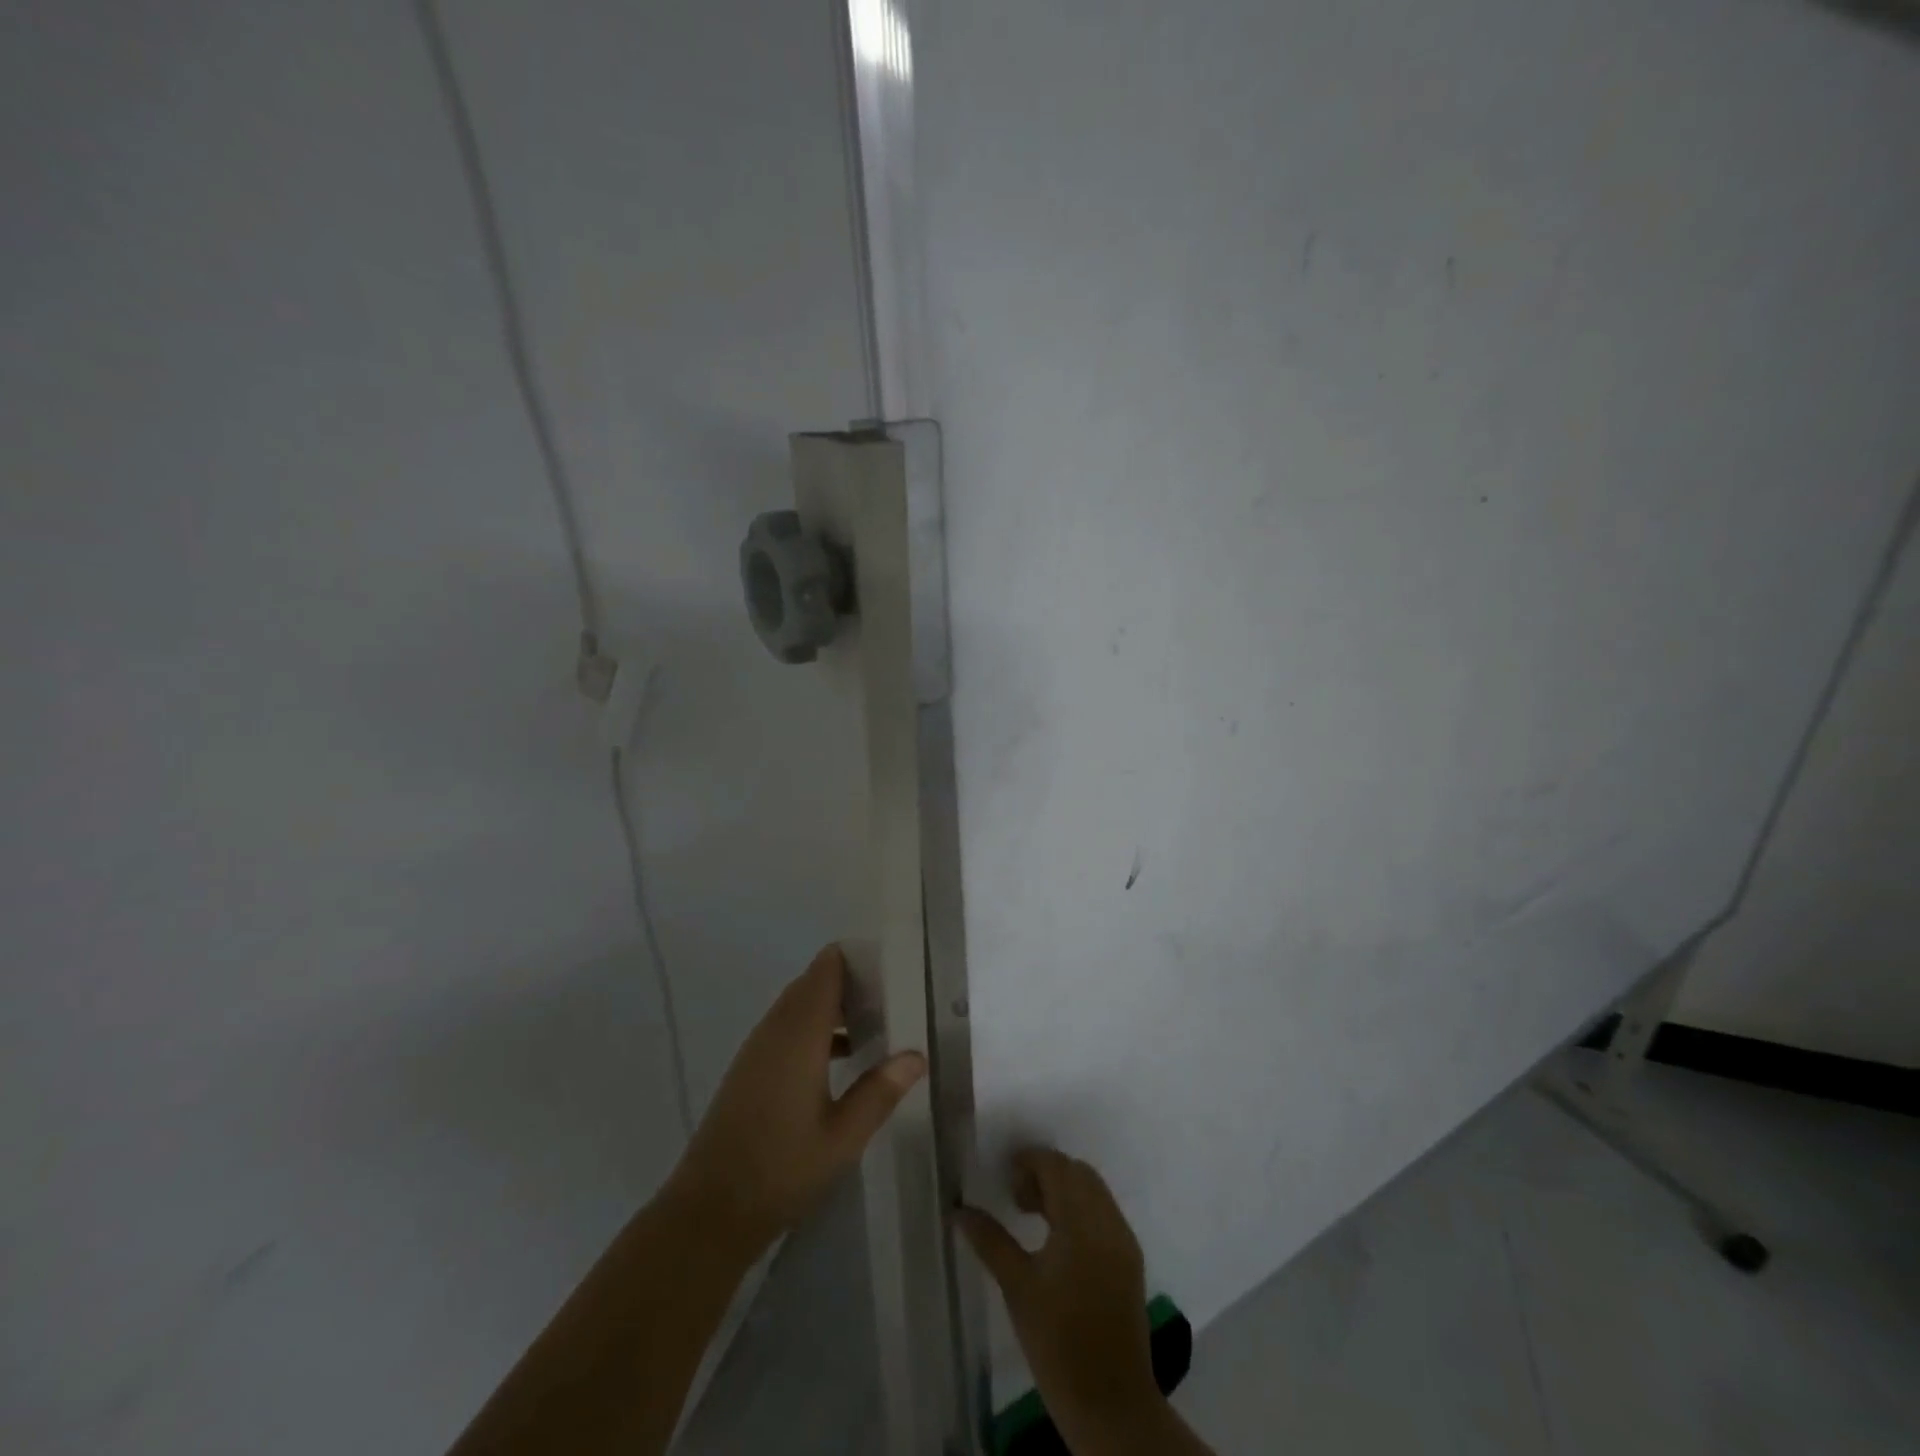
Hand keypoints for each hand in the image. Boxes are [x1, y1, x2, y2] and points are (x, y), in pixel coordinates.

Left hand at [667, 944, 925, 1258]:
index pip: (826, 968)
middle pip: (813, 983)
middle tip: (893, 995)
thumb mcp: (843, 1137)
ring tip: (876, 1023)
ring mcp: (758, 1049)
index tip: (892, 967)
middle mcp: (775, 1030)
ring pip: (799, 1005)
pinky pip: (787, 1028)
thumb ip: (880, 1091)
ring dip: (834, 1006)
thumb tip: (916, 1055)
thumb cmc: (781, 1170)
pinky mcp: (749, 1069)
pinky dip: (816, 1028)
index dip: (857, 958)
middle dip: (851, 981)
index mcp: (799, 1034)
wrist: (709, 1212)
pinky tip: (843, 1058)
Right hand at [958, 1150, 1168, 1450]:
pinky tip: (1059, 1241)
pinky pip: (1105, 1213)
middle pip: (1077, 1172)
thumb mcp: (1016, 1286)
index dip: (1028, 1162)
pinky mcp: (1130, 1259)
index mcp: (1081, 1220)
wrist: (1110, 1402)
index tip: (1004, 1178)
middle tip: (1017, 1199)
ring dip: (1065, 1191)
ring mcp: (1124, 1239)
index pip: (1056, 1165)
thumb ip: (989, 1239)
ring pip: (1094, 1191)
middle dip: (1047, 1173)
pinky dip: (1081, 1210)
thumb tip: (958, 1210)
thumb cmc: (1056, 1341)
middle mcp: (1108, 1220)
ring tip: (1033, 1218)